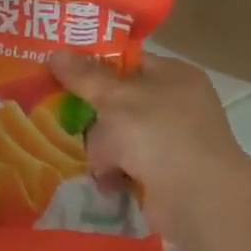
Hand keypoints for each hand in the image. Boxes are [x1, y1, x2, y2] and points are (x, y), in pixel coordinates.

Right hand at [49, 52, 250, 216]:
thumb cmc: (157, 134)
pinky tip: (99, 177)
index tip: (58, 71)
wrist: (196, 198)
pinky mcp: (163, 173)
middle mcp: (175, 105)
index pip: (126, 62)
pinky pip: (126, 164)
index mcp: (173, 75)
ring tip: (79, 152)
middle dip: (91, 113)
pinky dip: (111, 171)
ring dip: (100, 147)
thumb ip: (83, 76)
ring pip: (118, 135)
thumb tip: (54, 53)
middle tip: (56, 113)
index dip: (92, 66)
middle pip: (118, 101)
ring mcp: (171, 141)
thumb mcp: (115, 98)